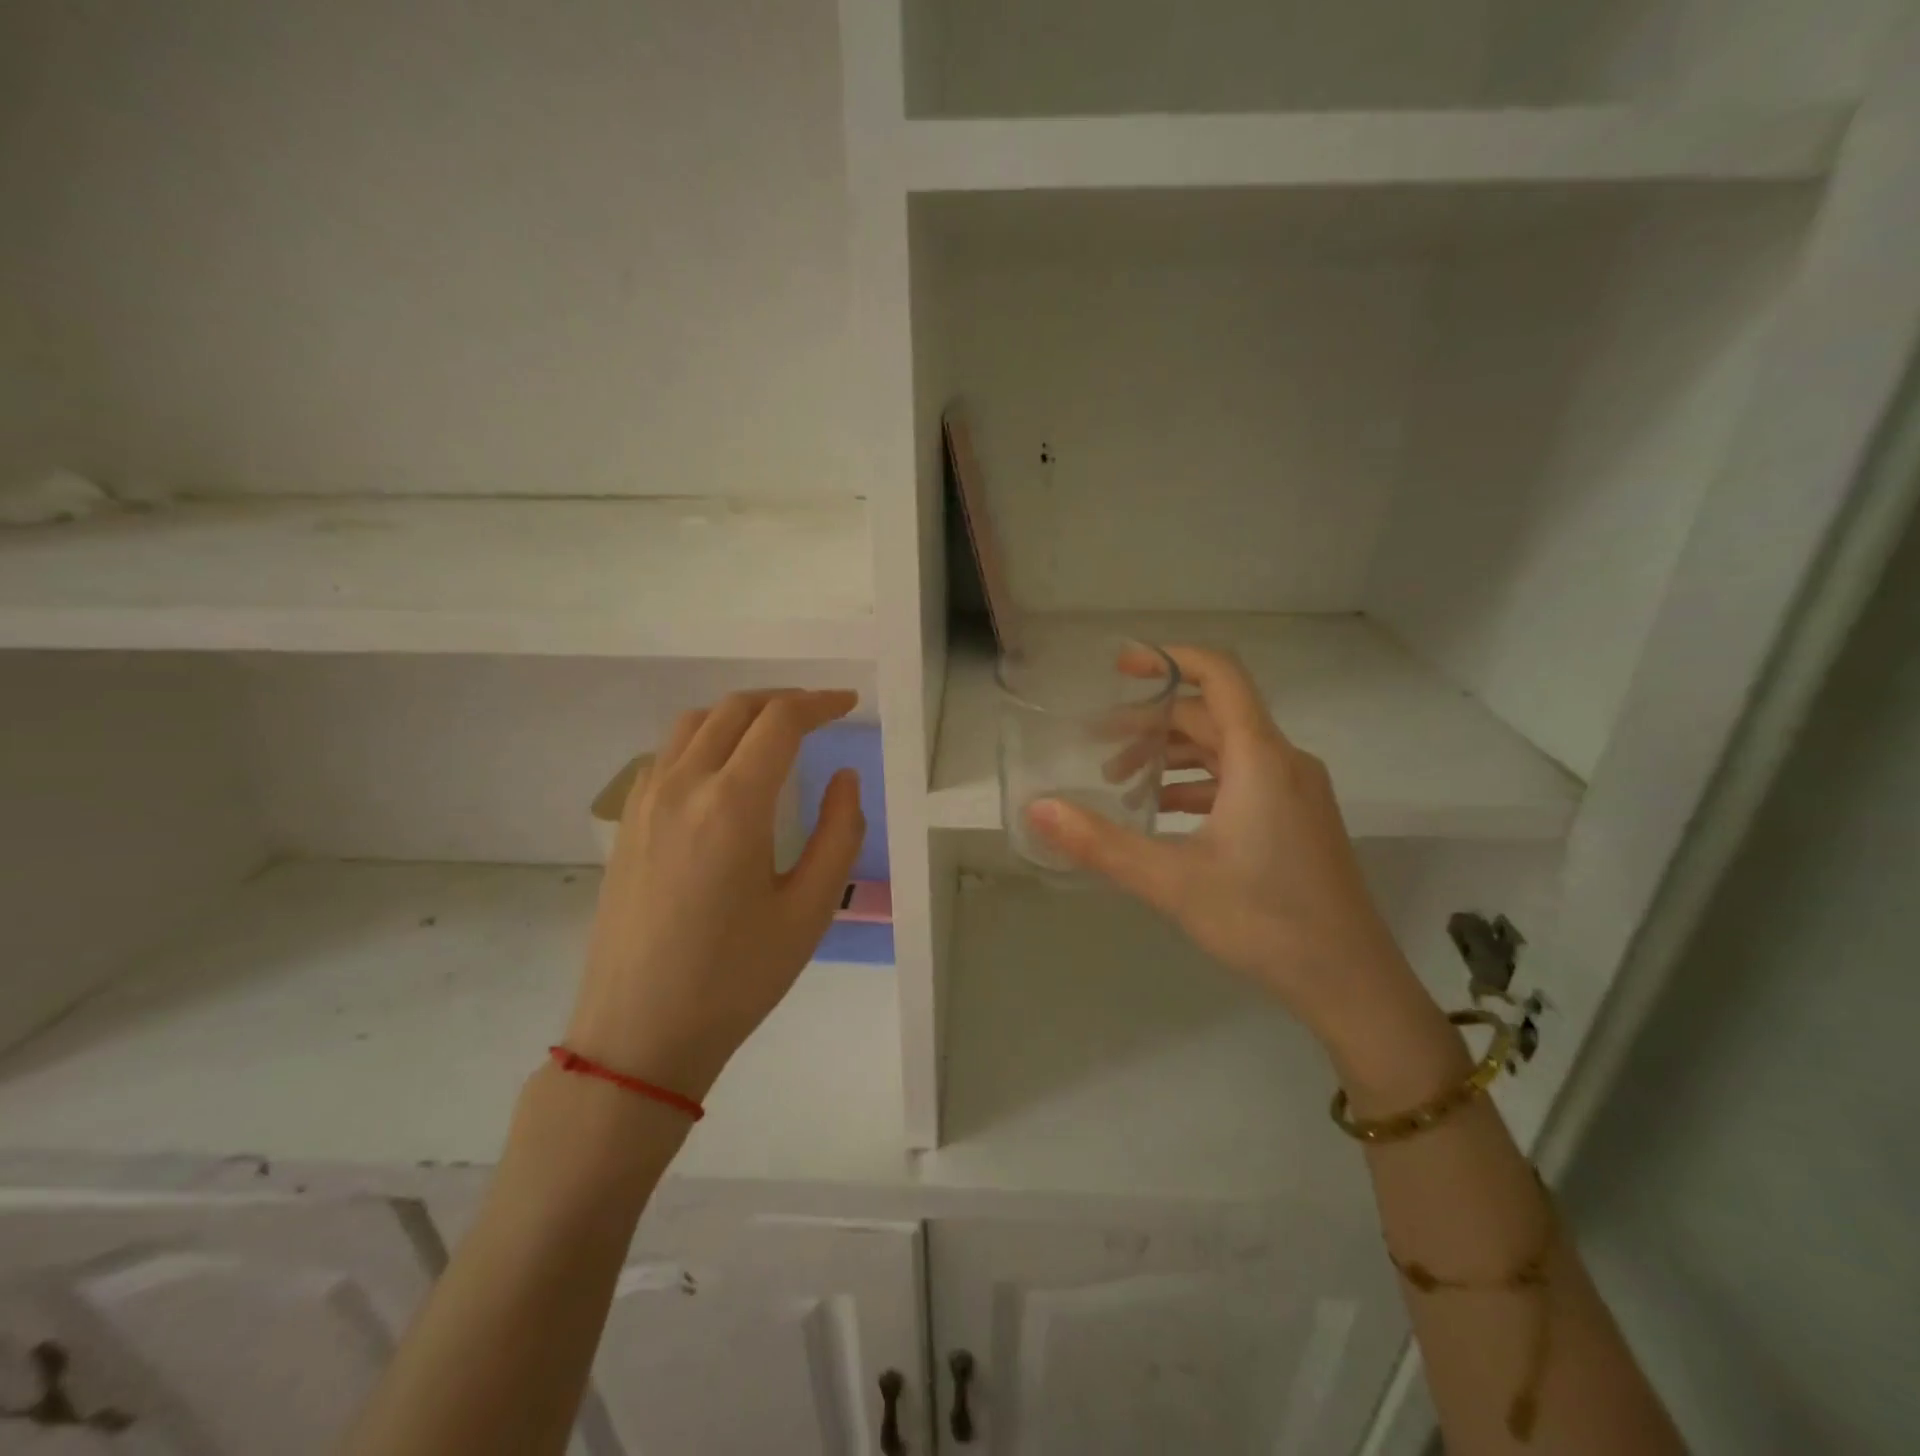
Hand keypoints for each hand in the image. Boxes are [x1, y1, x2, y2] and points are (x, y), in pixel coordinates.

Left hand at [566, 690, 865, 1101]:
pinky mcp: (627, 823)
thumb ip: (839, 833)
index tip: (849, 704)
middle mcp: (682, 786)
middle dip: (783, 701)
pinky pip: (667, 754)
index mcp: (732, 803)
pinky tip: (723, 771)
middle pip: (735, 709)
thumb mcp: (809, 910)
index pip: (779, 721)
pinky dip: (704, 739)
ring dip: (740, 714)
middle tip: (820, 715)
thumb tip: (843, 777)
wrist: (639, 1033)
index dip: (819, 703)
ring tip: (774, 734)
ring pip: (694, 724)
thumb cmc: (735, 977)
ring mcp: (645, 802)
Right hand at [1028, 646, 1416, 1046]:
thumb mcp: (1172, 881)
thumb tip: (1038, 809)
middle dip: (1152, 725)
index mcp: (1260, 758)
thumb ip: (1100, 842)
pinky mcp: (1297, 819)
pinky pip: (1240, 779)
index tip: (1120, 668)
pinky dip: (1197, 785)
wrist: (1350, 982)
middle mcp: (1283, 761)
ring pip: (1225, 750)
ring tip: (1122, 784)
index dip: (1168, 659)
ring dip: (1172, 757)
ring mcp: (1295, 791)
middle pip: (1212, 716)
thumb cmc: (1264, 921)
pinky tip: (1164, 814)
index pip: (1219, 675)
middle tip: (1098, 747)